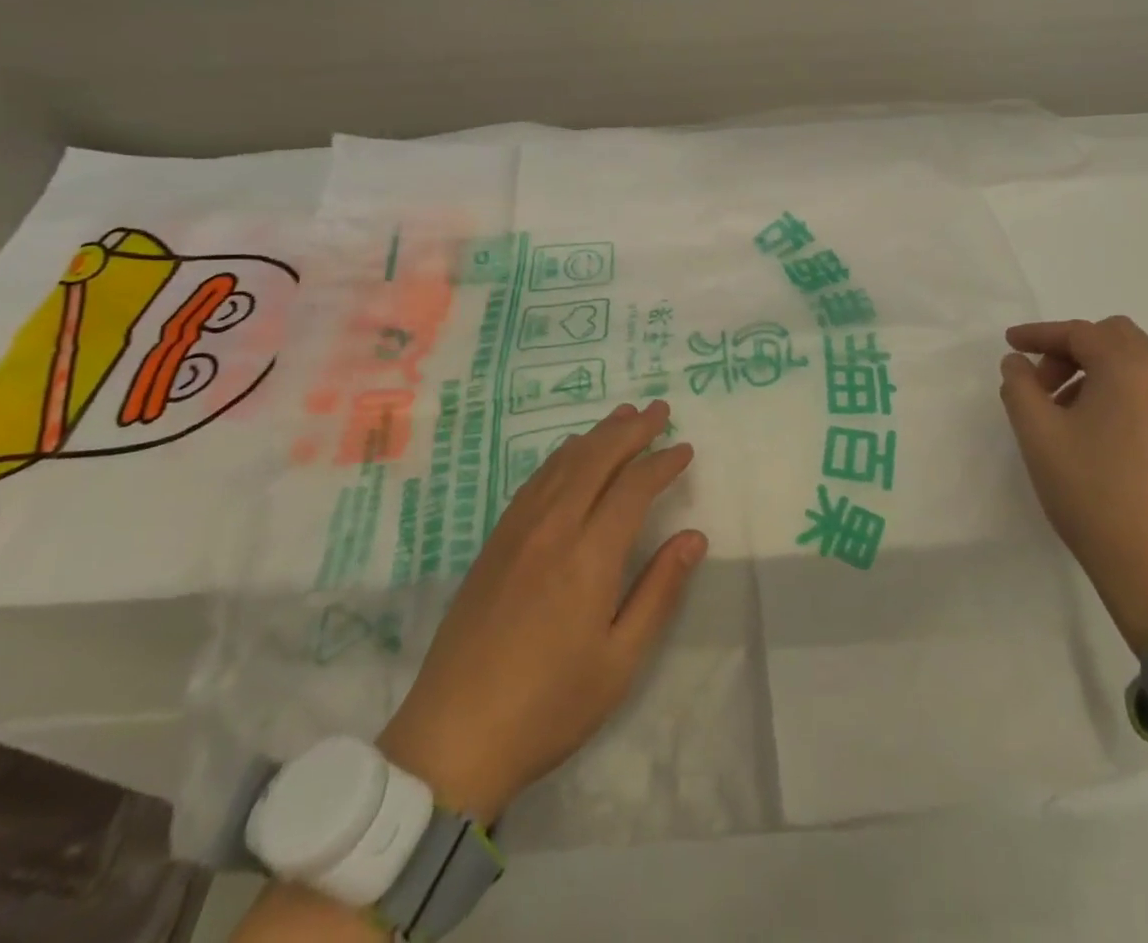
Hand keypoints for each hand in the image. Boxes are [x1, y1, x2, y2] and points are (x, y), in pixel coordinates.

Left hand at [376, 401, 705, 822]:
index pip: (633, 487)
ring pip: (563, 463)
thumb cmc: (549, 706)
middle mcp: (552, 529)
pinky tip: (570, 452)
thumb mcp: (620, 661)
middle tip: (659, 410)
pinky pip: (534, 481)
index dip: (662, 462)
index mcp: (589, 557)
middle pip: (596, 459)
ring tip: (623, 416)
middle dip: (631, 430)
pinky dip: (561, 456)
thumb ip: (659, 591)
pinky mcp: (494, 543)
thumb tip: (694, 536)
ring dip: (597, 435)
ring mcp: (517, 532)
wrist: (452, 738)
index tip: (685, 449)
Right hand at [999, 318, 1147, 655]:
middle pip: (1114, 338)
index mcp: (1132, 370)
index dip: (1039, 334)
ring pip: (1136, 365)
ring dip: (1095, 371)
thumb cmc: (1091, 493)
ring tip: (1063, 411)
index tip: (1010, 344)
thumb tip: (1018, 363)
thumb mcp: (1038, 435)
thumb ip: (1019, 386)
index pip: (1080, 332)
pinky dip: (1120, 393)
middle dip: (1071, 350)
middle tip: (1041, 382)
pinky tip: (1097, 433)